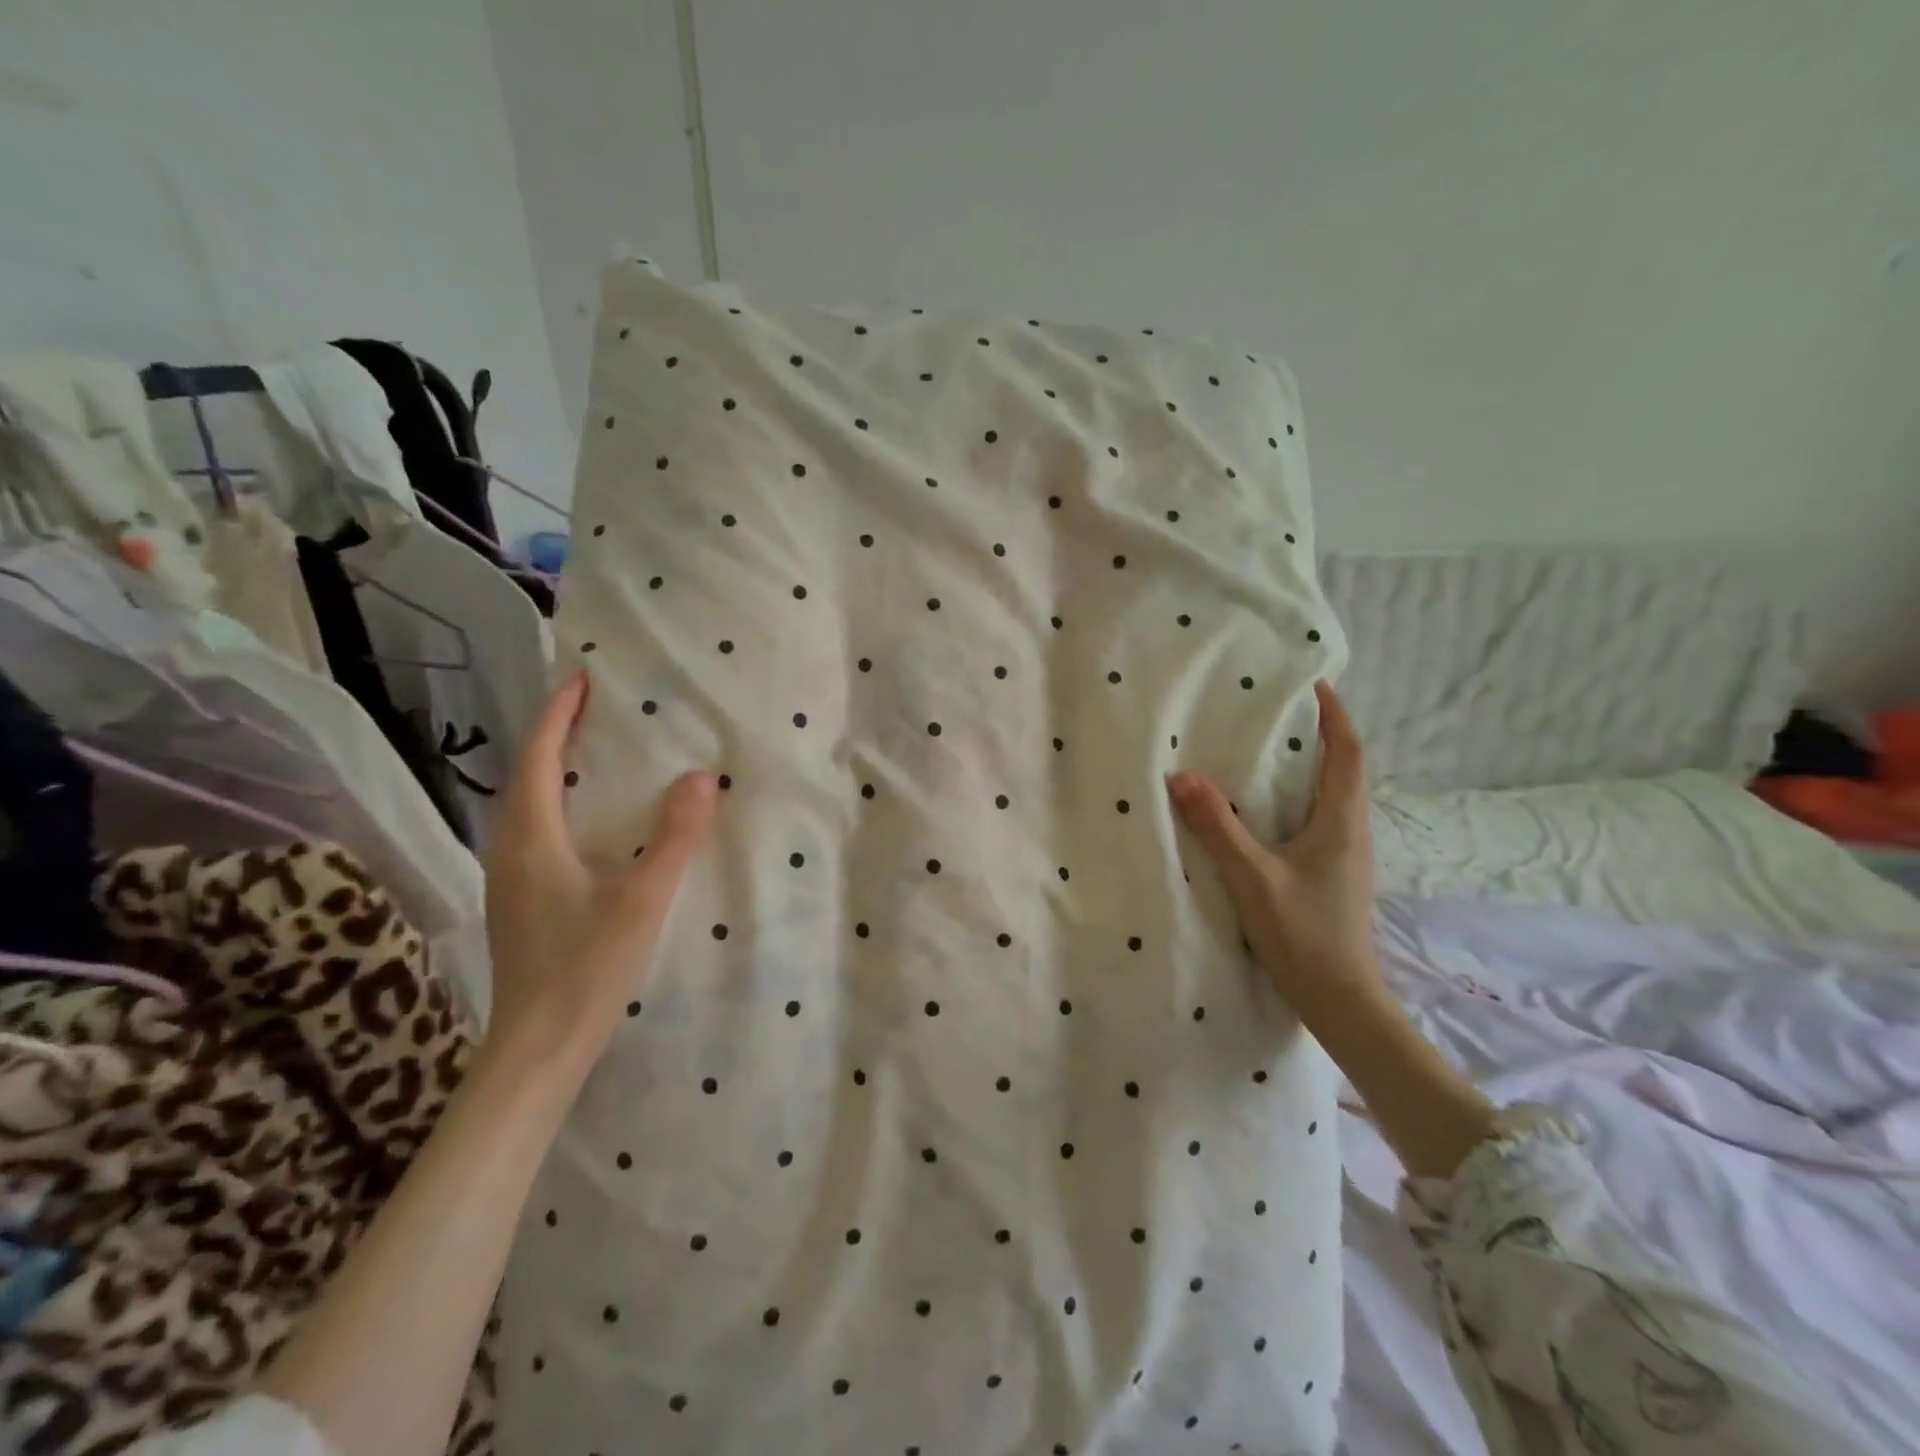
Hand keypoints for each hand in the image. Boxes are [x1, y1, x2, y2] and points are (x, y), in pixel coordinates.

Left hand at [483, 671, 716, 1069]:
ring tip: (599, 752)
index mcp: (530, 838)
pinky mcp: (521, 901)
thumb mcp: (642, 900)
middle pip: (527, 774)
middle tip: (599, 708)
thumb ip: (674, 837)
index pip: (537, 756)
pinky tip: (593, 819)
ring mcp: (510, 878)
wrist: (538, 1048)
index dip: (558, 714)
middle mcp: (509, 849)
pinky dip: (562, 803)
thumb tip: (702, 776)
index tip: (583, 679)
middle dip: (558, 734)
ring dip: (557, 769)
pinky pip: (538, 830)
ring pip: (529, 805)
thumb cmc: (586, 968)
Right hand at [1167, 680, 1383, 1031]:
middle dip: (1319, 736)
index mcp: (1342, 822)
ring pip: (1332, 797)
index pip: (1348, 752)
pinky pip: (1321, 821)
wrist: (1341, 1000)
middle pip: (1344, 769)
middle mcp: (1353, 832)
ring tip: (1266, 753)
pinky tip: (1266, 812)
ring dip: (1309, 768)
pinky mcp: (1335, 876)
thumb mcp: (1251, 877)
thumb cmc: (1303, 934)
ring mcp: (1347, 857)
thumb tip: (1182, 776)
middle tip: (1277, 714)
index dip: (1335, 715)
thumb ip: (1217, 826)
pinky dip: (1299, 799)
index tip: (1313, 685)